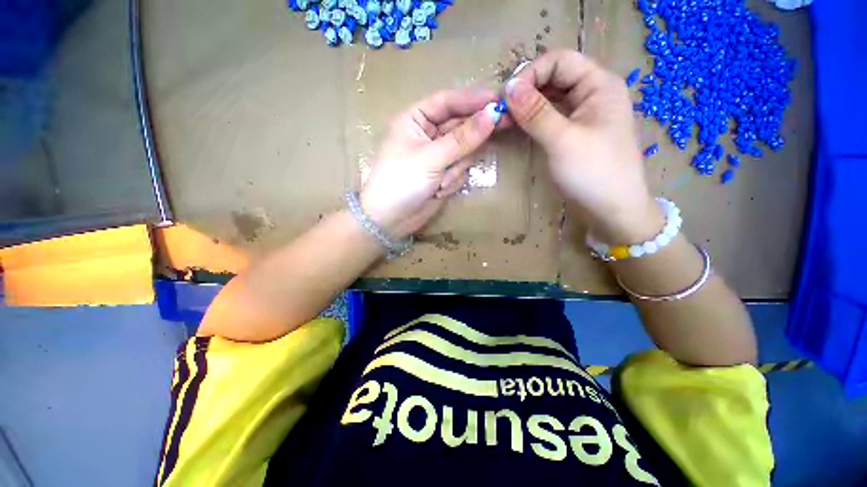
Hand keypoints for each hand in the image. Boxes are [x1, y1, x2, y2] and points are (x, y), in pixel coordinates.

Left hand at [360, 88, 500, 238]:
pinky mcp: (443, 174)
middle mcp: (427, 134)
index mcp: (415, 119)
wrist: (390, 221)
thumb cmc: (401, 182)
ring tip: (441, 181)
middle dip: (475, 132)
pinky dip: (453, 180)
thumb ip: (462, 138)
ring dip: (457, 167)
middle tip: (506, 123)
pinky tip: (438, 191)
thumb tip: (492, 114)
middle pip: (460, 125)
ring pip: (464, 150)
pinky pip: (460, 169)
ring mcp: (437, 156)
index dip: (473, 99)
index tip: (500, 99)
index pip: (448, 101)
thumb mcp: (431, 158)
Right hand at [504, 50, 662, 242]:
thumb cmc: (594, 173)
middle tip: (500, 111)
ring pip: (550, 98)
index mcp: (599, 84)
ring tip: (504, 119)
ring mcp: (583, 114)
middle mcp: (592, 93)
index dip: (530, 74)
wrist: (612, 209)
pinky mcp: (574, 132)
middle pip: (554, 77)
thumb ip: (536, 113)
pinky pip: (550, 116)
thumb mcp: (563, 141)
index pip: (559, 61)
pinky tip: (517, 126)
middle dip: (525, 90)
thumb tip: (508, 87)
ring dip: (526, 105)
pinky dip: (532, 119)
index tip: (505, 98)